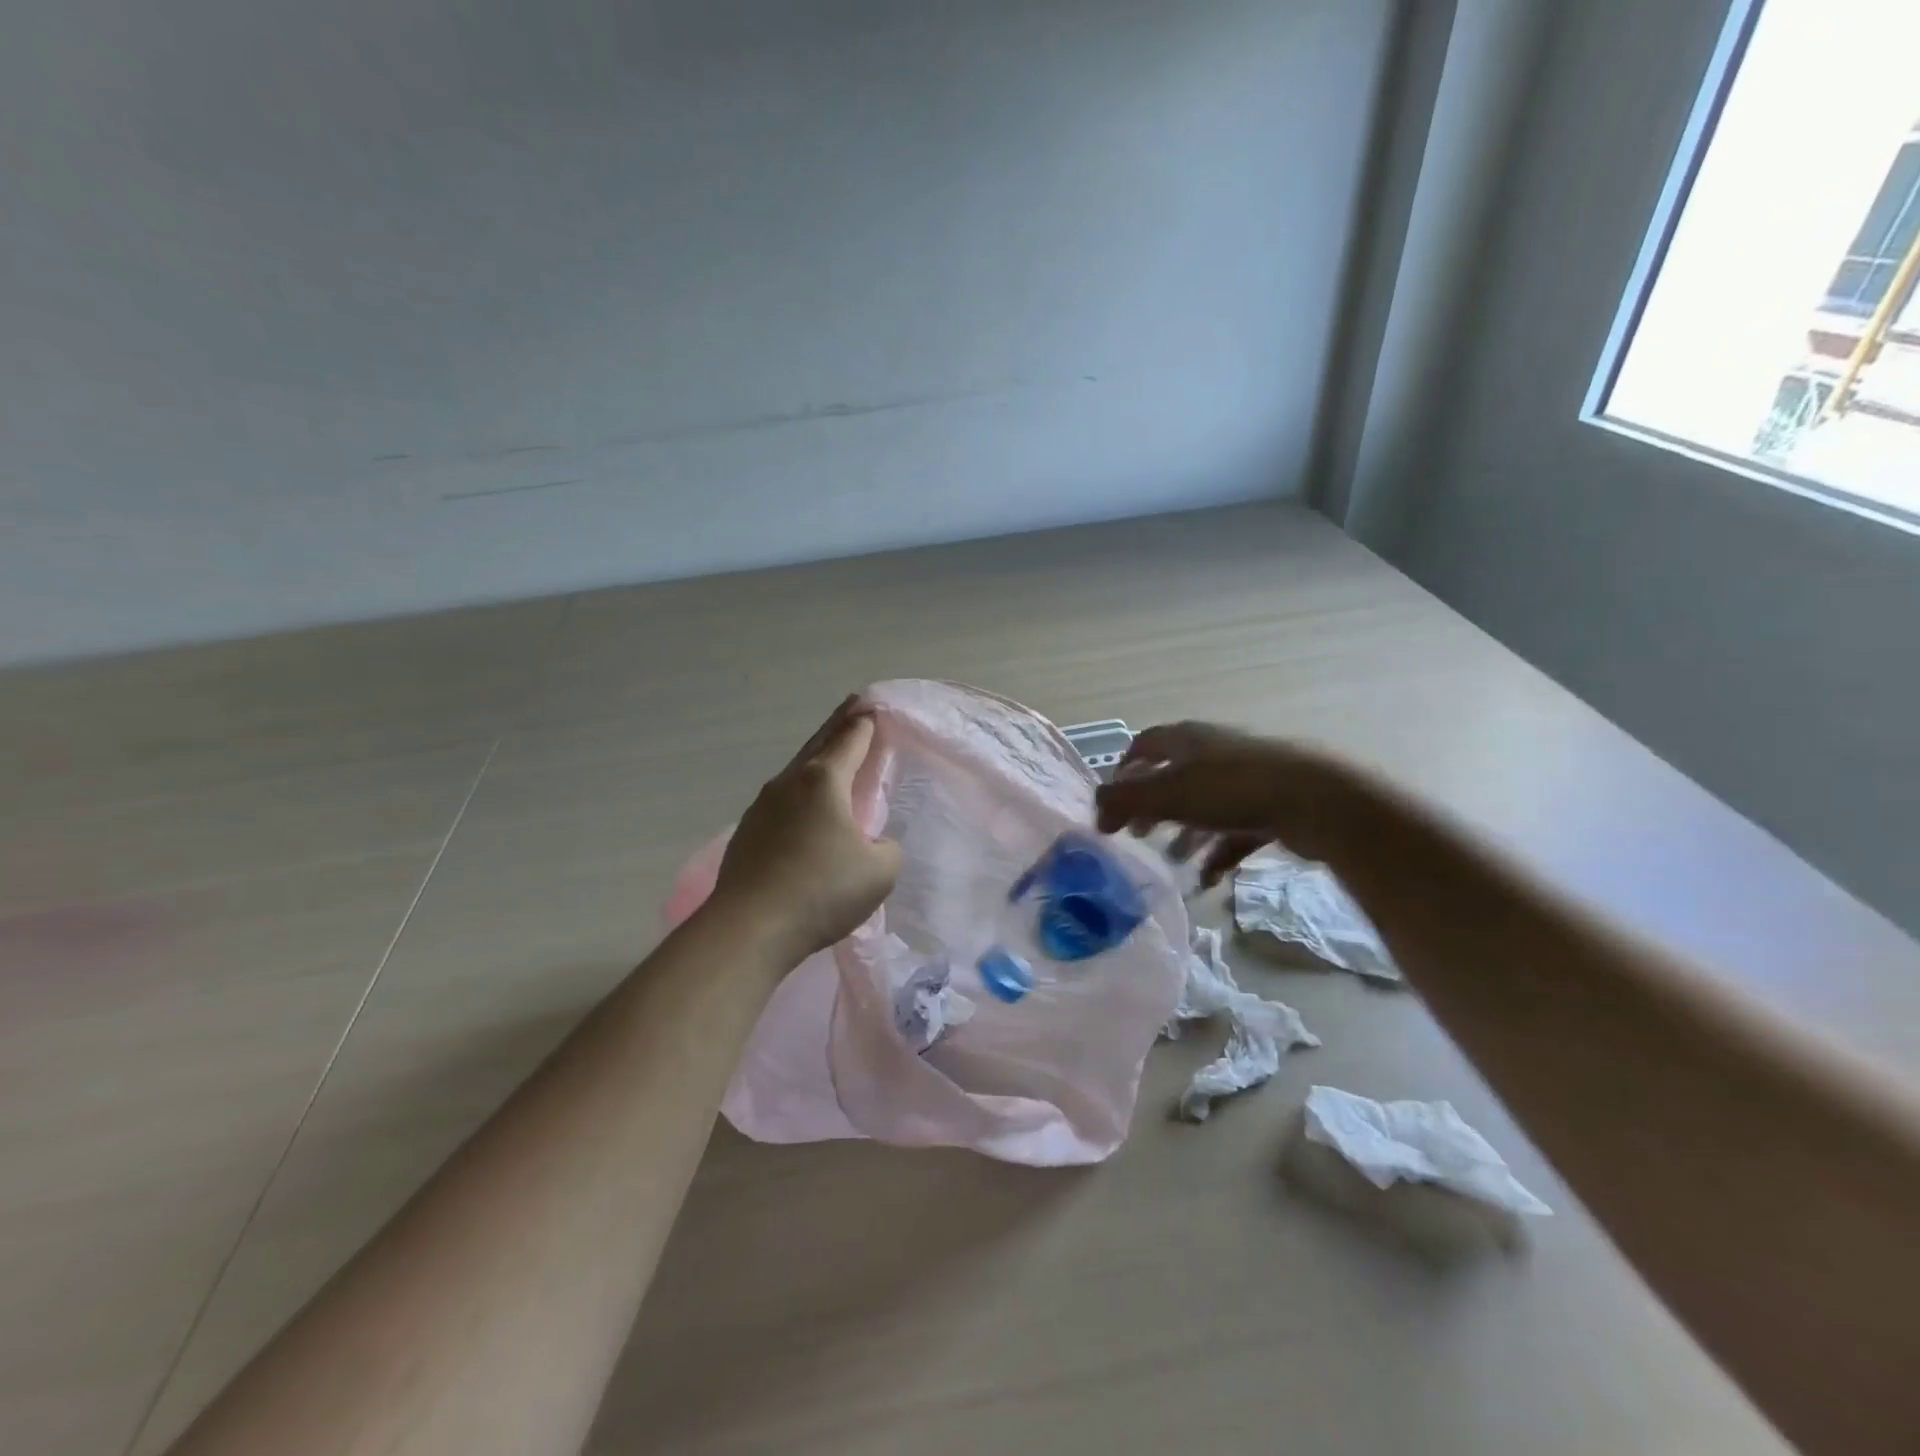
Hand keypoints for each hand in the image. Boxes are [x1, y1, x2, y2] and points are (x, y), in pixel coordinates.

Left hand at [710, 697, 902, 962]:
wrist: (750, 927)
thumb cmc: (822, 891)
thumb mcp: (880, 872)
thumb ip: (886, 848)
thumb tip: (870, 844)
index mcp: (824, 780)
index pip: (851, 739)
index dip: (866, 723)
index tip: (873, 707)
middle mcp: (790, 782)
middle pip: (819, 743)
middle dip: (839, 724)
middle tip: (853, 707)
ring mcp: (762, 806)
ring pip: (797, 771)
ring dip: (817, 760)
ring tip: (832, 758)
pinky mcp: (747, 832)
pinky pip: (782, 800)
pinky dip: (800, 793)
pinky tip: (805, 809)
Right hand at [1094, 721, 1350, 886]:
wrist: (1315, 800)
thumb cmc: (1230, 790)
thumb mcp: (1165, 793)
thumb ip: (1123, 799)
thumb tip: (1097, 810)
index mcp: (1187, 739)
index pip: (1144, 745)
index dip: (1124, 771)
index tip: (1112, 802)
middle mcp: (1215, 752)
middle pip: (1173, 777)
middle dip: (1153, 808)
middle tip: (1137, 834)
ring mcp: (1246, 778)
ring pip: (1205, 806)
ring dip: (1185, 833)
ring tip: (1173, 860)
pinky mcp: (1272, 805)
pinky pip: (1235, 830)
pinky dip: (1218, 852)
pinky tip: (1209, 879)